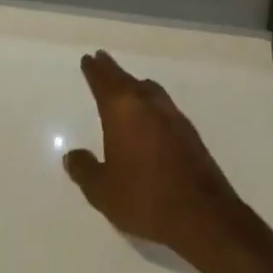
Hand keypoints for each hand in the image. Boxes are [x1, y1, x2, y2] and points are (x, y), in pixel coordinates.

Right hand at [63, 51, 243, 259]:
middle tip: (102, 59)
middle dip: (111, 70)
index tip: (89, 59)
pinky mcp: (188, 129)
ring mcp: (170, 114)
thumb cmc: (144, 198)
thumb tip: (71, 155)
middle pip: (125, 79)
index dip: (94, 70)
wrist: (201, 213)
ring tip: (126, 84)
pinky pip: (162, 104)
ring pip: (146, 88)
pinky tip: (150, 113)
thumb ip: (85, 170)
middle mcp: (146, 103)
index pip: (103, 82)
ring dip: (133, 83)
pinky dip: (150, 100)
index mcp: (121, 110)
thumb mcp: (103, 191)